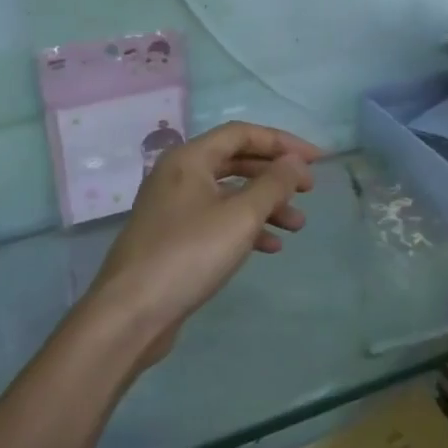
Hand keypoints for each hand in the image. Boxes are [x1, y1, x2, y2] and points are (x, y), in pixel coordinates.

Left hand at [85, 121, 321, 365]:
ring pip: (228, 194)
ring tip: (298, 225)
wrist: (131, 313)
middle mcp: (178, 175)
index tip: (316, 160)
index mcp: (189, 158)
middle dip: (275, 174)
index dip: (282, 142)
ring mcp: (173, 207)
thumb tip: (295, 161)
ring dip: (265, 204)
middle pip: (236, 161)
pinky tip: (270, 246)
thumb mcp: (240, 216)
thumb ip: (273, 184)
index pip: (242, 134)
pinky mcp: (173, 238)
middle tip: (309, 190)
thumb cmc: (189, 254)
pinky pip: (217, 220)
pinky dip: (245, 227)